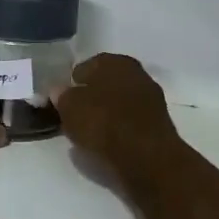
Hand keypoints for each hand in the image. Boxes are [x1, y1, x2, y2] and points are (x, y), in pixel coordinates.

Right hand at [52, 54, 179, 174]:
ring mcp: (151, 98)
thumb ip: (62, 96)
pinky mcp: (159, 124)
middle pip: (107, 83)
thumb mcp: (70, 108)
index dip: (73, 82)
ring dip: (107, 112)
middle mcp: (137, 73)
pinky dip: (120, 128)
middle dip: (92, 96)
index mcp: (115, 61)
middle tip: (76, 114)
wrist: (145, 157)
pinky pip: (130, 121)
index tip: (63, 98)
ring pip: (121, 102)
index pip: (87, 66)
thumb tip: (59, 91)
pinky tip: (109, 141)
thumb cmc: (103, 123)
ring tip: (90, 131)